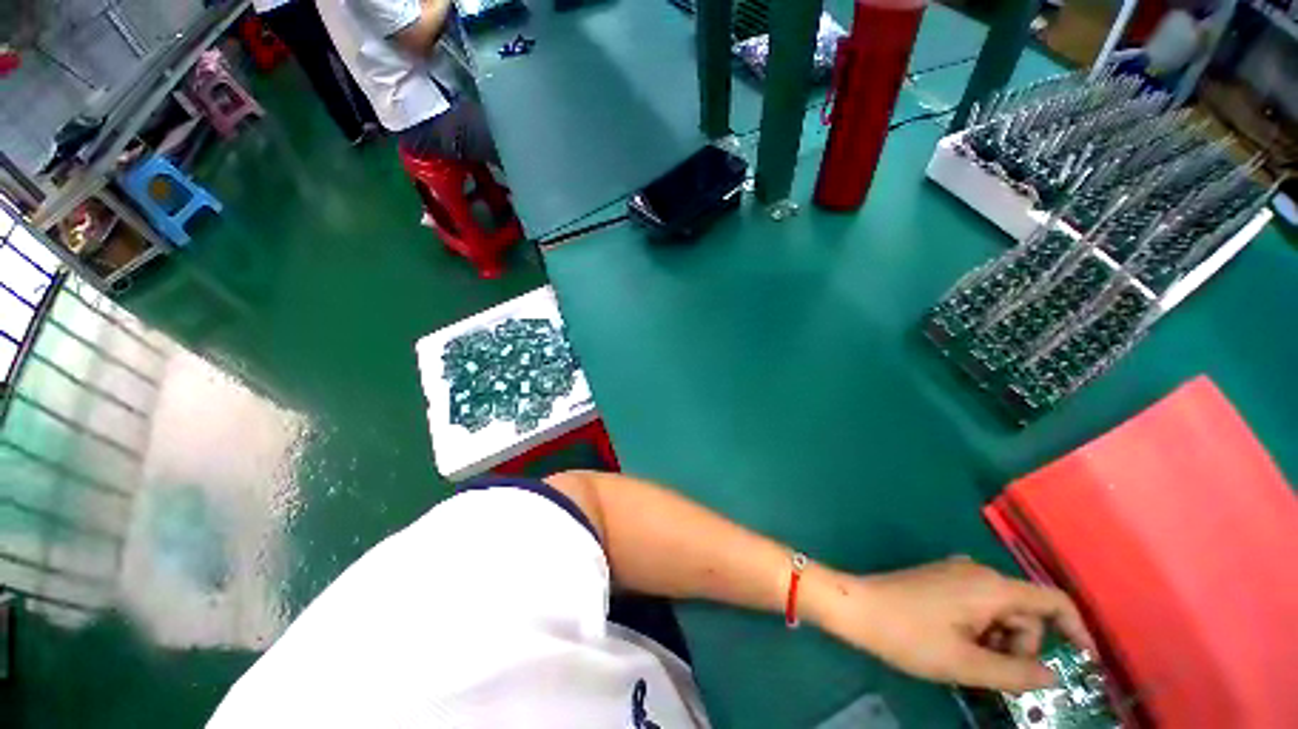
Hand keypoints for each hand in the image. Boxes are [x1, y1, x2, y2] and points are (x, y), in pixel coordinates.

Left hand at [805, 556, 1093, 692]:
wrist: (857, 606)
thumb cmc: (910, 635)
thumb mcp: (967, 664)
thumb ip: (1016, 673)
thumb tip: (1053, 676)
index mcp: (992, 586)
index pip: (1053, 601)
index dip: (1078, 631)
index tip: (1086, 664)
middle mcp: (978, 572)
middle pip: (1025, 612)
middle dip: (1022, 646)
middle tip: (995, 673)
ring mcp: (956, 573)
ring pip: (1001, 612)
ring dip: (999, 641)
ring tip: (970, 661)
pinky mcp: (940, 579)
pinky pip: (978, 606)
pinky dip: (981, 630)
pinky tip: (958, 645)